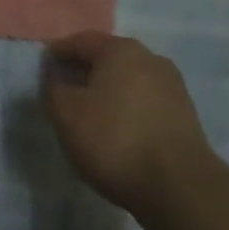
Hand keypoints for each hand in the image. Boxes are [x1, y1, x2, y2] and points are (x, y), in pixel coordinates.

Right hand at [41, 31, 213, 220]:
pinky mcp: (185, 115)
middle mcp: (150, 58)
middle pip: (108, 57)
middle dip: (84, 70)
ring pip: (128, 79)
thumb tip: (55, 74)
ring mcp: (173, 86)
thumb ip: (53, 87)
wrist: (180, 188)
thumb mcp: (66, 114)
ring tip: (90, 112)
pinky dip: (127, 107)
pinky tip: (117, 128)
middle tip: (64, 89)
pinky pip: (145, 100)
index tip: (43, 68)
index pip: (80, 41)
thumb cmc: (114, 140)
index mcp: (120, 50)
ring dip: (107, 90)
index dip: (58, 53)